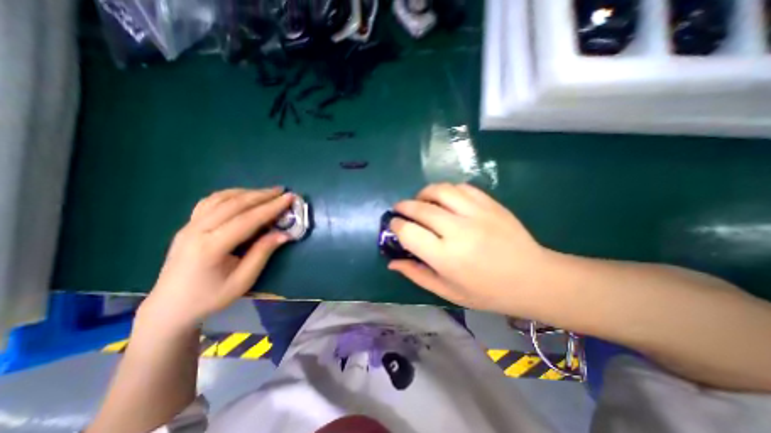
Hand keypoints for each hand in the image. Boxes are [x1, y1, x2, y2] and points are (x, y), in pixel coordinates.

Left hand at [138, 188, 294, 329]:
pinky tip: (242, 197)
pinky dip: (230, 195)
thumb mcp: (242, 280)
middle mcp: (196, 230)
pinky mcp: (187, 225)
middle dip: (261, 195)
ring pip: (221, 199)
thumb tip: (284, 234)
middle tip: (282, 191)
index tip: (289, 198)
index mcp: (210, 247)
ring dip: (247, 192)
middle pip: (234, 204)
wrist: (170, 307)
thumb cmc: (210, 298)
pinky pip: (210, 202)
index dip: (271, 207)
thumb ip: (263, 253)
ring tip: (267, 193)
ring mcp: (189, 226)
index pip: (247, 219)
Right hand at [388, 184, 551, 316]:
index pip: (408, 232)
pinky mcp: (490, 204)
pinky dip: (447, 190)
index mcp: (446, 257)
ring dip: (423, 193)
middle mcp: (458, 230)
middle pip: (420, 208)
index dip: (395, 226)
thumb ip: (417, 274)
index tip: (393, 225)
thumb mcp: (448, 291)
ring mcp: (476, 213)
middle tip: (400, 210)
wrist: (533, 278)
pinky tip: (445, 199)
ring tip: (420, 201)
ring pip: (440, 190)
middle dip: (403, 206)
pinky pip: (461, 188)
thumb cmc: (487, 292)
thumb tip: (392, 262)